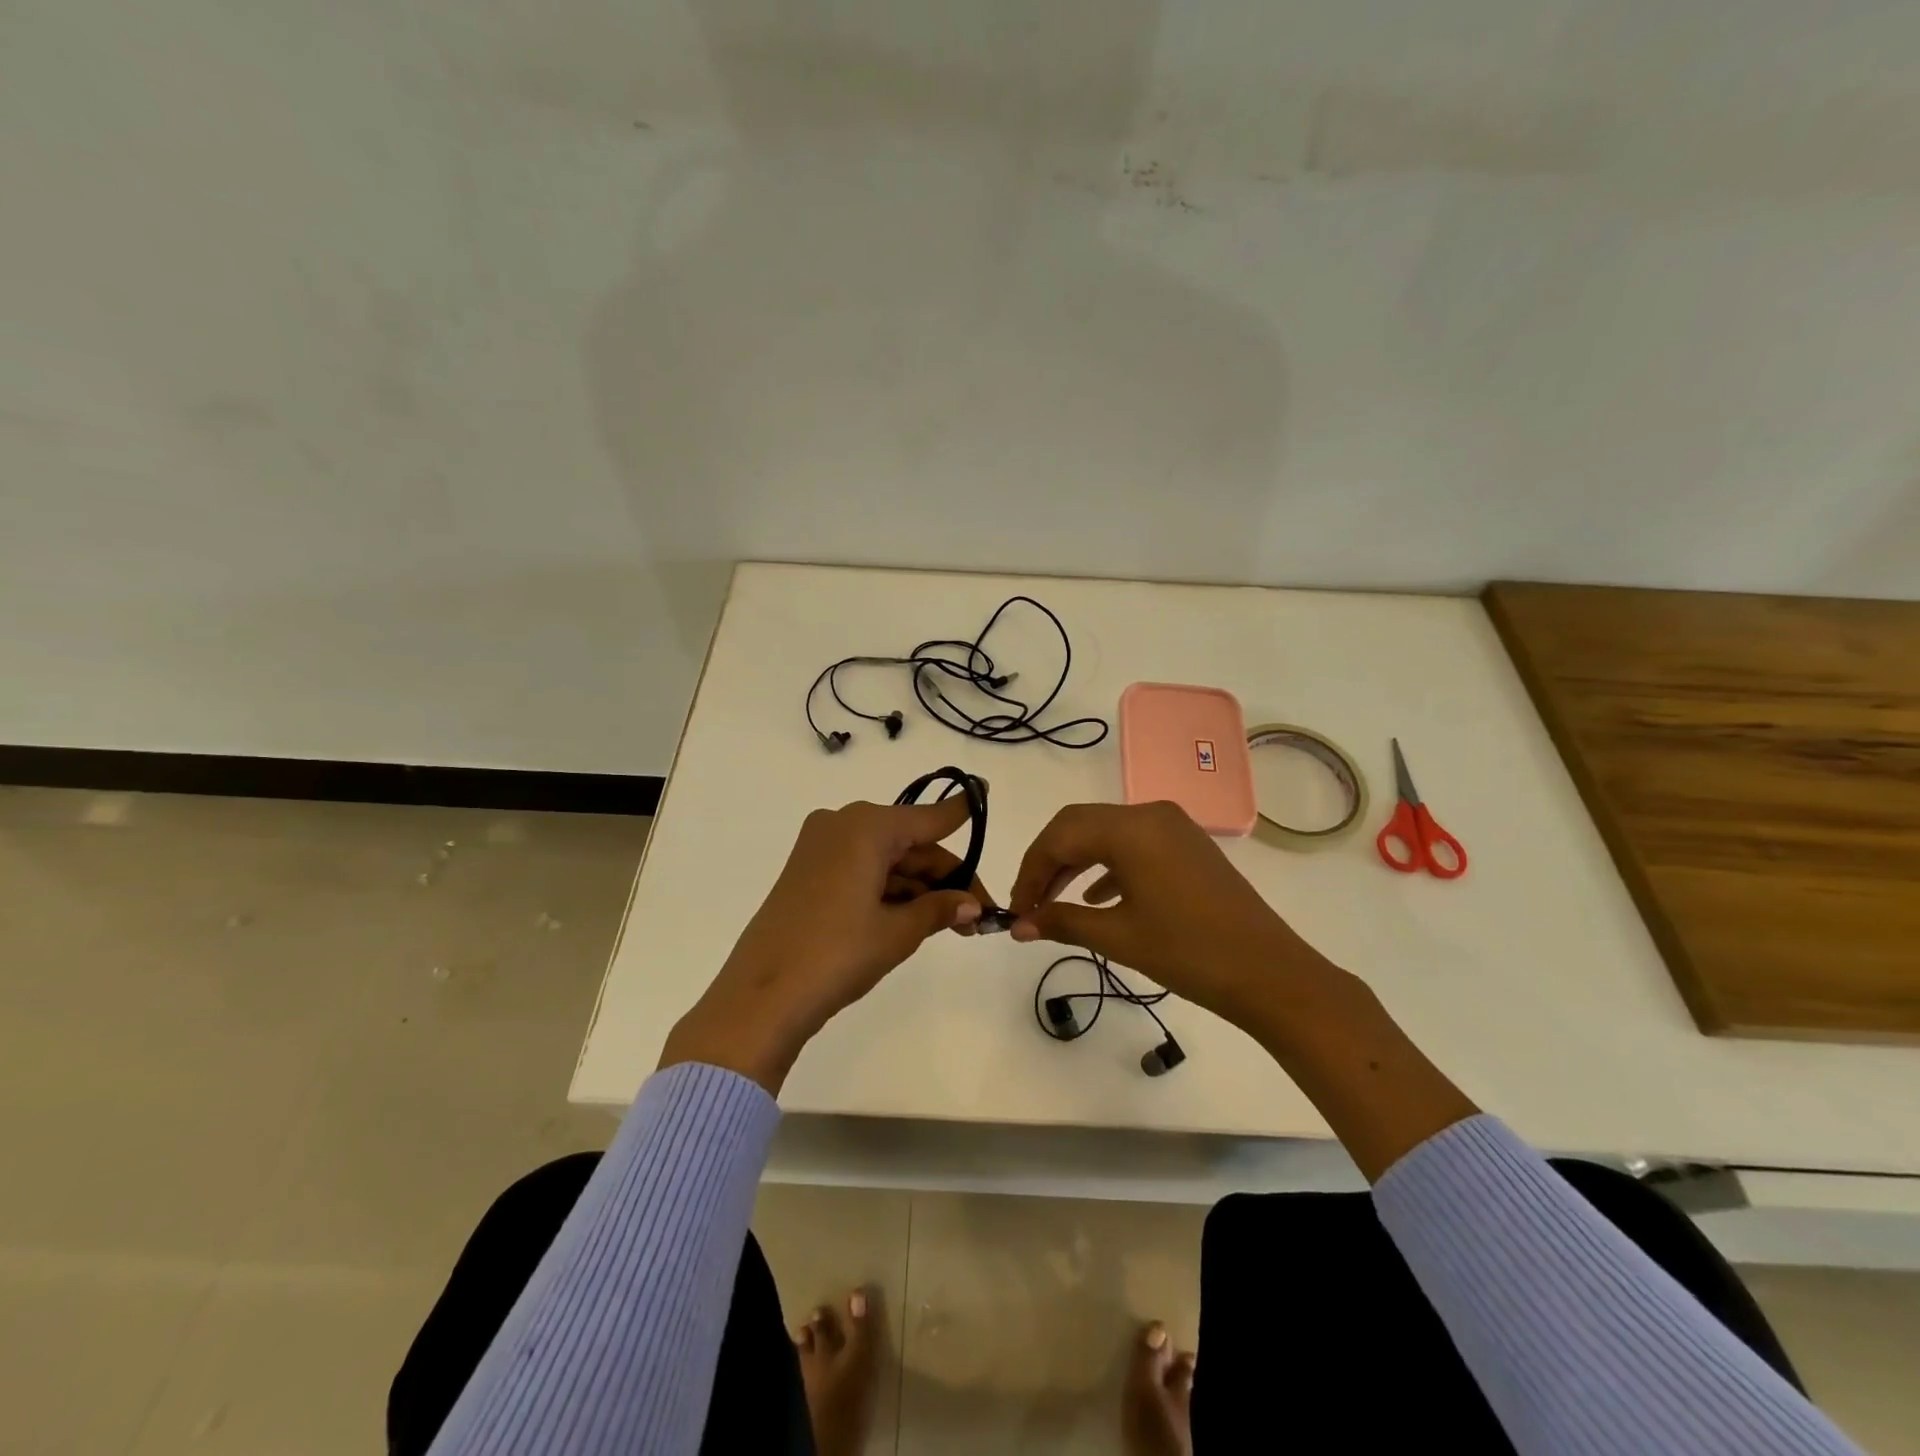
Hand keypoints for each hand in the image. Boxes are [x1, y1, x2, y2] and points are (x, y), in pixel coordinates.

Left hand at [660, 795, 990, 1092]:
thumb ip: (939, 909)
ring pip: (887, 859)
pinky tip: (917, 918)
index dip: (961, 810)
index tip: (986, 790)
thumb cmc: (836, 954)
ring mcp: (820, 848)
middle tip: (979, 913)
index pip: (929, 817)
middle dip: (946, 876)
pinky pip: (862, 870)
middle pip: (909, 843)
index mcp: (866, 827)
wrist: (761, 997)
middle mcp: (842, 825)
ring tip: (956, 926)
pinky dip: (891, 890)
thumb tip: (973, 906)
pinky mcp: (808, 872)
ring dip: (921, 888)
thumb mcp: (896, 932)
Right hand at [1008, 800, 1338, 1035]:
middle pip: (1079, 825)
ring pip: (1105, 833)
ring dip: (1075, 862)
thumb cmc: (1189, 953)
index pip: (1060, 836)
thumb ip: (1062, 922)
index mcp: (1131, 828)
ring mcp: (1173, 827)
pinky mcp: (1188, 846)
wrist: (1270, 974)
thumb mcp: (1119, 938)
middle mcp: (1150, 814)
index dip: (1030, 871)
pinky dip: (1107, 865)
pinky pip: (1133, 844)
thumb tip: (1019, 926)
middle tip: (1030, 903)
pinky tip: (1097, 898)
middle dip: (1048, 862)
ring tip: (1055, 902)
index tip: (1017, 910)